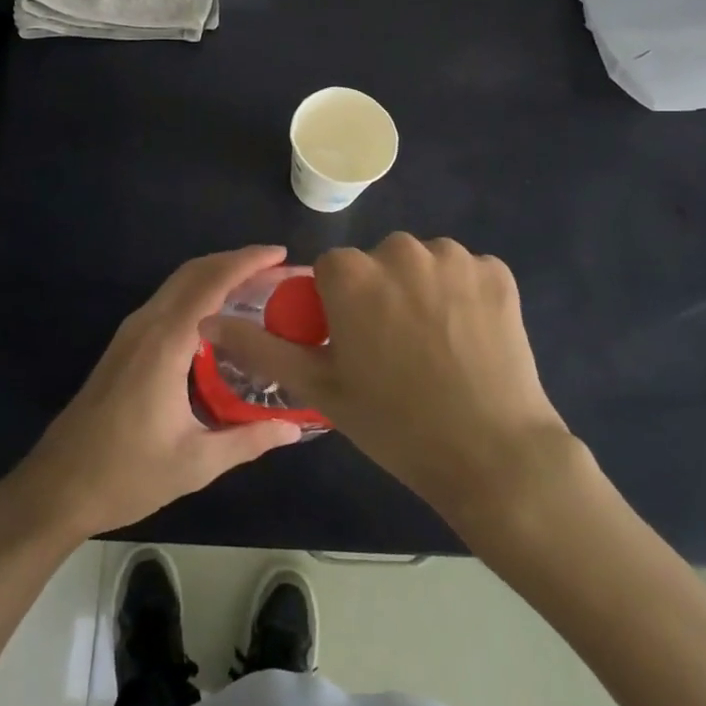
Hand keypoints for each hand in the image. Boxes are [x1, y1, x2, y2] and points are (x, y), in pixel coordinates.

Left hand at [0, 246, 304, 541]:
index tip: (281, 254)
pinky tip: (218, 316)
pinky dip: (197, 292)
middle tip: (277, 269)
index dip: (247, 262)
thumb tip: (293, 429)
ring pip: (177, 284)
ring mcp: (131, 333)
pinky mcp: (123, 345)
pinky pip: (167, 301)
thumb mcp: (196, 463)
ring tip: (256, 286)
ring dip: (215, 274)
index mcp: (166, 343)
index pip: (211, 283)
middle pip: (193, 272)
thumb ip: (248, 440)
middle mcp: (147, 325)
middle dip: (235, 261)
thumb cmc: (126, 474)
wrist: (57, 487)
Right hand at [199, 233, 572, 523]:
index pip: (332, 273)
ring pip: (422, 264)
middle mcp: (399, 250)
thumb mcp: (319, 388)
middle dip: (381, 295)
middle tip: (397, 352)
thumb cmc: (395, 424)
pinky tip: (470, 337)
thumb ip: (260, 348)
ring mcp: (454, 258)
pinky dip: (464, 295)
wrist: (492, 455)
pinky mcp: (496, 271)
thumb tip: (209, 322)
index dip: (340, 309)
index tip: (356, 347)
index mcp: (351, 274)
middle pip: (377, 263)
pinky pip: (465, 272)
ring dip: (422, 291)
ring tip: (436, 347)